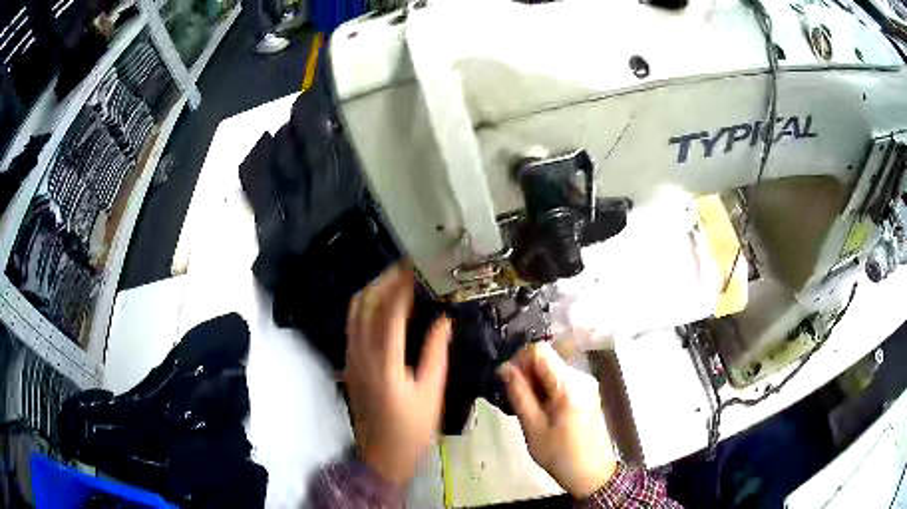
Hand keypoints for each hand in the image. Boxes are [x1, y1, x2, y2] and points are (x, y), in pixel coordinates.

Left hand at [344, 264, 451, 485]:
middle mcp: (360, 353)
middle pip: (365, 303)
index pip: (389, 311)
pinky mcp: (348, 363)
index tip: (416, 267)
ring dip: (372, 290)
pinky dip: (365, 306)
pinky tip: (383, 305)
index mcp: (384, 362)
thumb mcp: (432, 393)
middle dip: (384, 280)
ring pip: (354, 311)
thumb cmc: (412, 429)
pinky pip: (352, 324)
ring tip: (396, 280)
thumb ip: (435, 352)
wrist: (380, 456)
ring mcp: (350, 357)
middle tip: (407, 268)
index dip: (402, 285)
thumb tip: (444, 319)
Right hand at [500, 342, 616, 498]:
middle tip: (514, 397)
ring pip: (554, 368)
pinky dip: (547, 387)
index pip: (540, 350)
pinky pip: (562, 379)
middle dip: (527, 373)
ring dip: (536, 381)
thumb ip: (519, 394)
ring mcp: (587, 383)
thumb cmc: (560, 454)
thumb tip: (504, 368)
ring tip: (527, 406)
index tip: (507, 381)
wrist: (592, 473)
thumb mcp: (533, 427)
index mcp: (569, 384)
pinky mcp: (588, 391)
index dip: (519, 360)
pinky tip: (542, 409)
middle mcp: (581, 376)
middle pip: (548, 358)